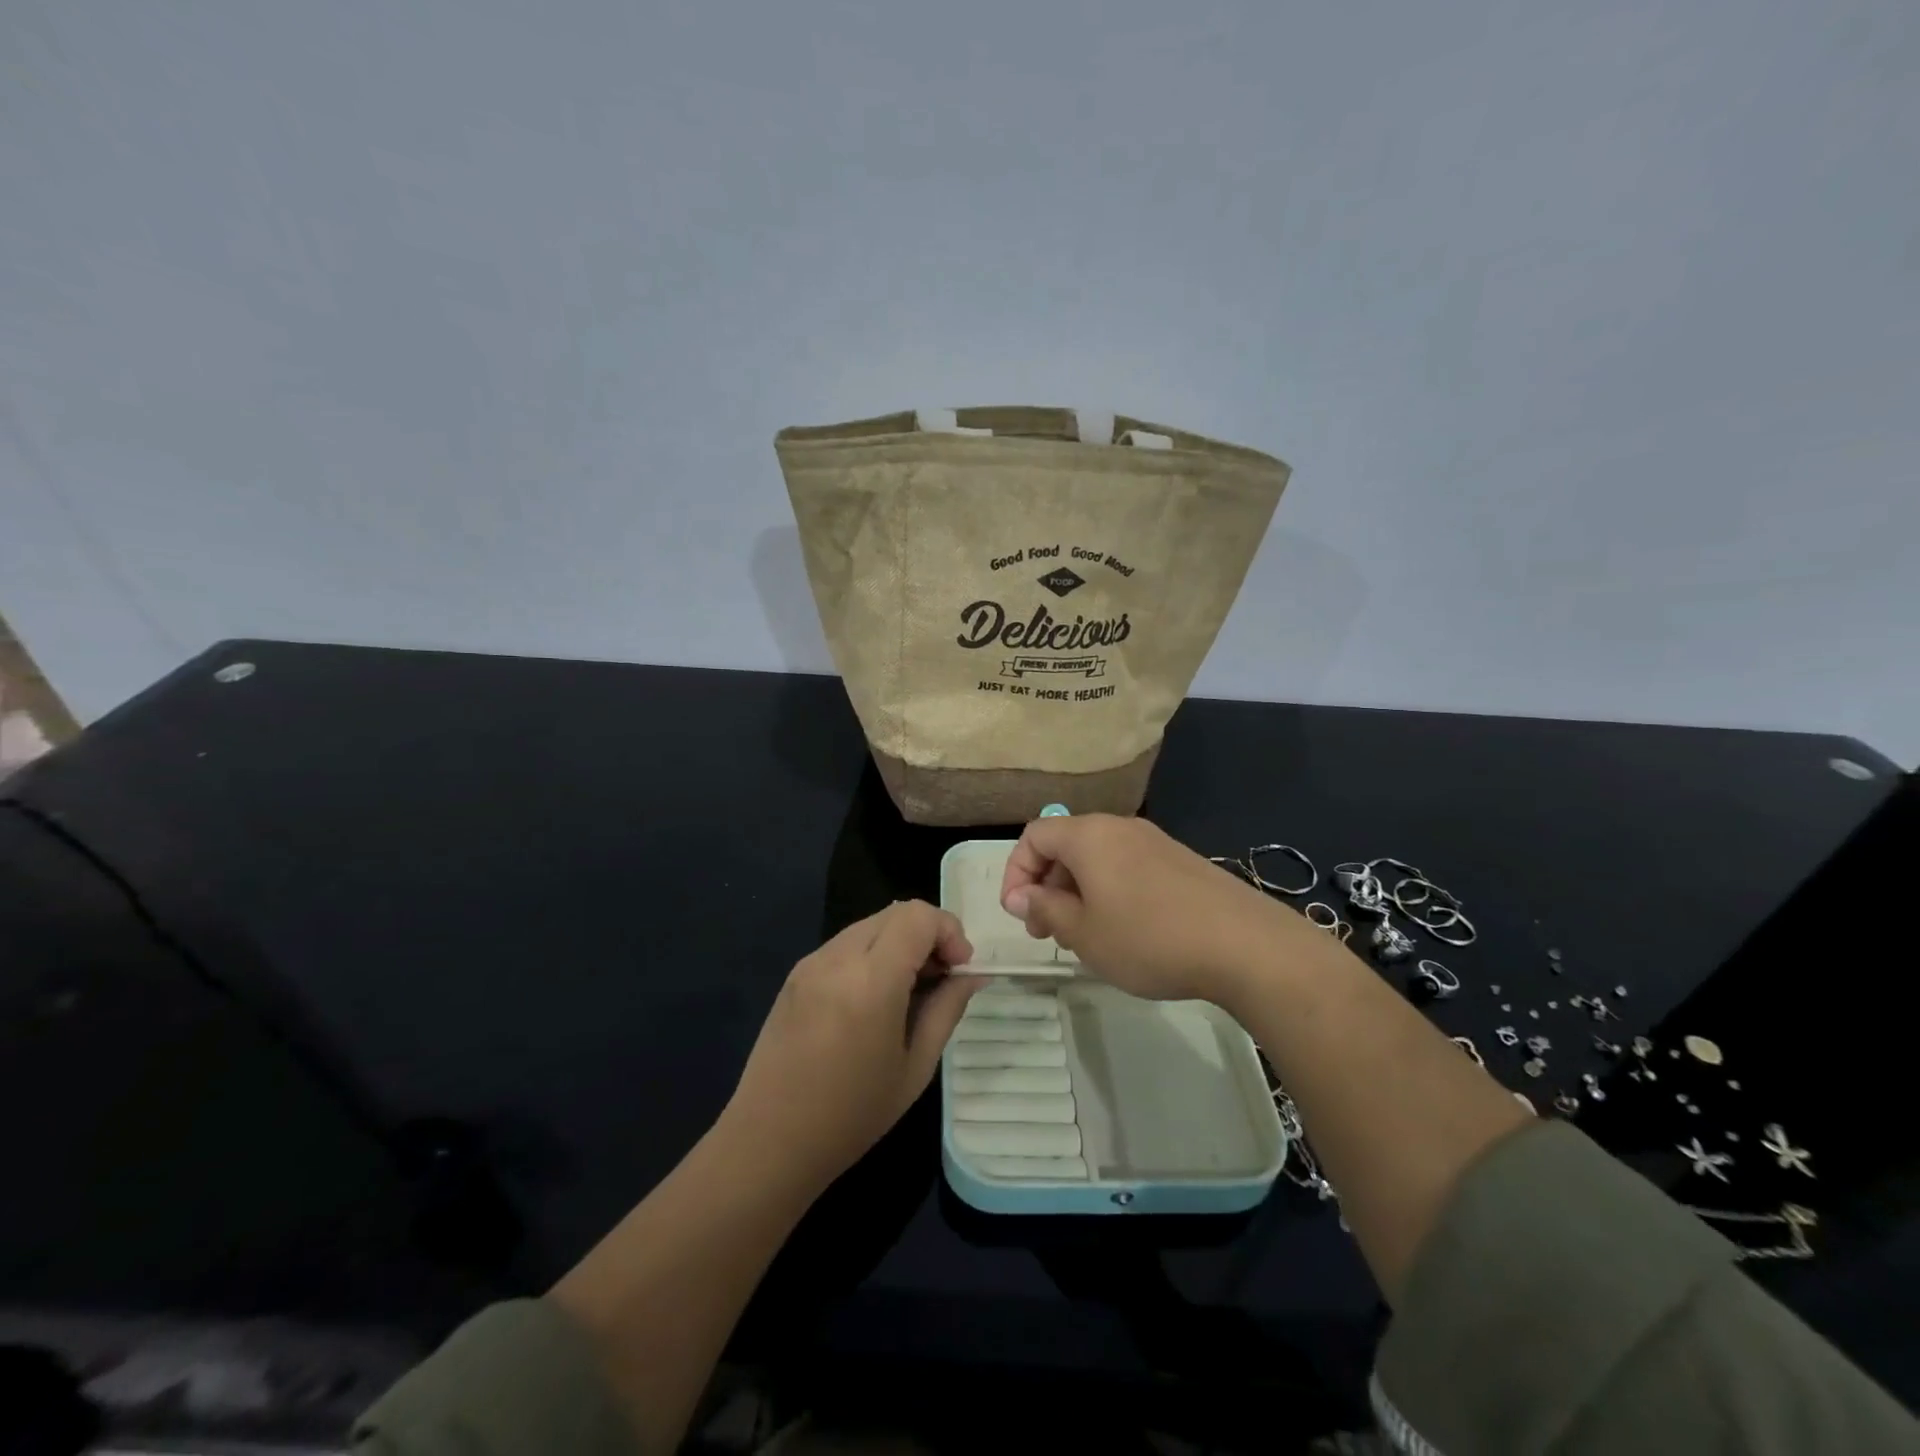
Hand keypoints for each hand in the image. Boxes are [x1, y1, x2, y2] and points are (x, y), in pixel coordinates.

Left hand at [722, 901, 978, 1192]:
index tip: (959, 969)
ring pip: (871, 924)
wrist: (768, 1142)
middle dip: (928, 934)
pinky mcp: (796, 973)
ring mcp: (811, 962)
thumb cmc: (851, 1115)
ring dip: (900, 942)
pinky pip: (846, 944)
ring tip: (909, 991)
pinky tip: (873, 999)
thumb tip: (971, 974)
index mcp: (870, 980)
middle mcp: (837, 957)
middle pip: (896, 912)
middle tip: (941, 979)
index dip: (949, 931)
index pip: (918, 916)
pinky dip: (872, 954)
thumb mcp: (915, 1066)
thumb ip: (947, 1008)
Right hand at [1000, 813, 1329, 1006]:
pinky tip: (1125, 932)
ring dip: (1078, 892)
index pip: (1034, 836)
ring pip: (1098, 858)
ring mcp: (1154, 842)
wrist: (1245, 945)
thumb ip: (1045, 909)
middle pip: (1066, 845)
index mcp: (1089, 835)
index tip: (1019, 914)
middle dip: (1047, 886)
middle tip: (1048, 932)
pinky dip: (1110, 892)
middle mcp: (1119, 827)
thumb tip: (1022, 896)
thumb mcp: (1084, 933)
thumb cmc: (1149, 938)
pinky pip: (1128, 867)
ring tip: (1085, 937)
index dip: (1016, 872)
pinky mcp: (1180, 861)